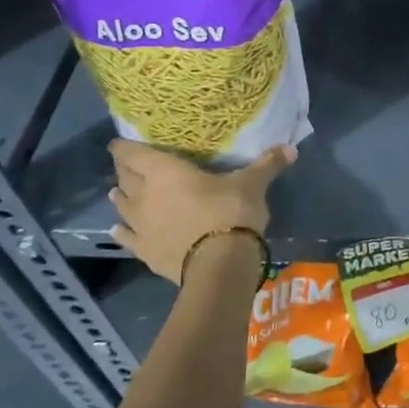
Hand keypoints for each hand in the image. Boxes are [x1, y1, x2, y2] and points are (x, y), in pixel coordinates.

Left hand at [108, 140, 295, 283]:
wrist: (219, 265)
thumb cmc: (230, 211)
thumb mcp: (251, 184)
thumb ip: (266, 164)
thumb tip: (291, 149)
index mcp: (165, 171)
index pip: (133, 154)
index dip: (124, 147)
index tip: (118, 143)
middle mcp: (145, 195)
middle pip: (126, 178)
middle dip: (125, 171)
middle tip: (128, 165)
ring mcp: (142, 226)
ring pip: (122, 207)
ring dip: (120, 198)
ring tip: (117, 193)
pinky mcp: (145, 252)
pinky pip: (127, 238)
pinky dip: (122, 232)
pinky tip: (117, 230)